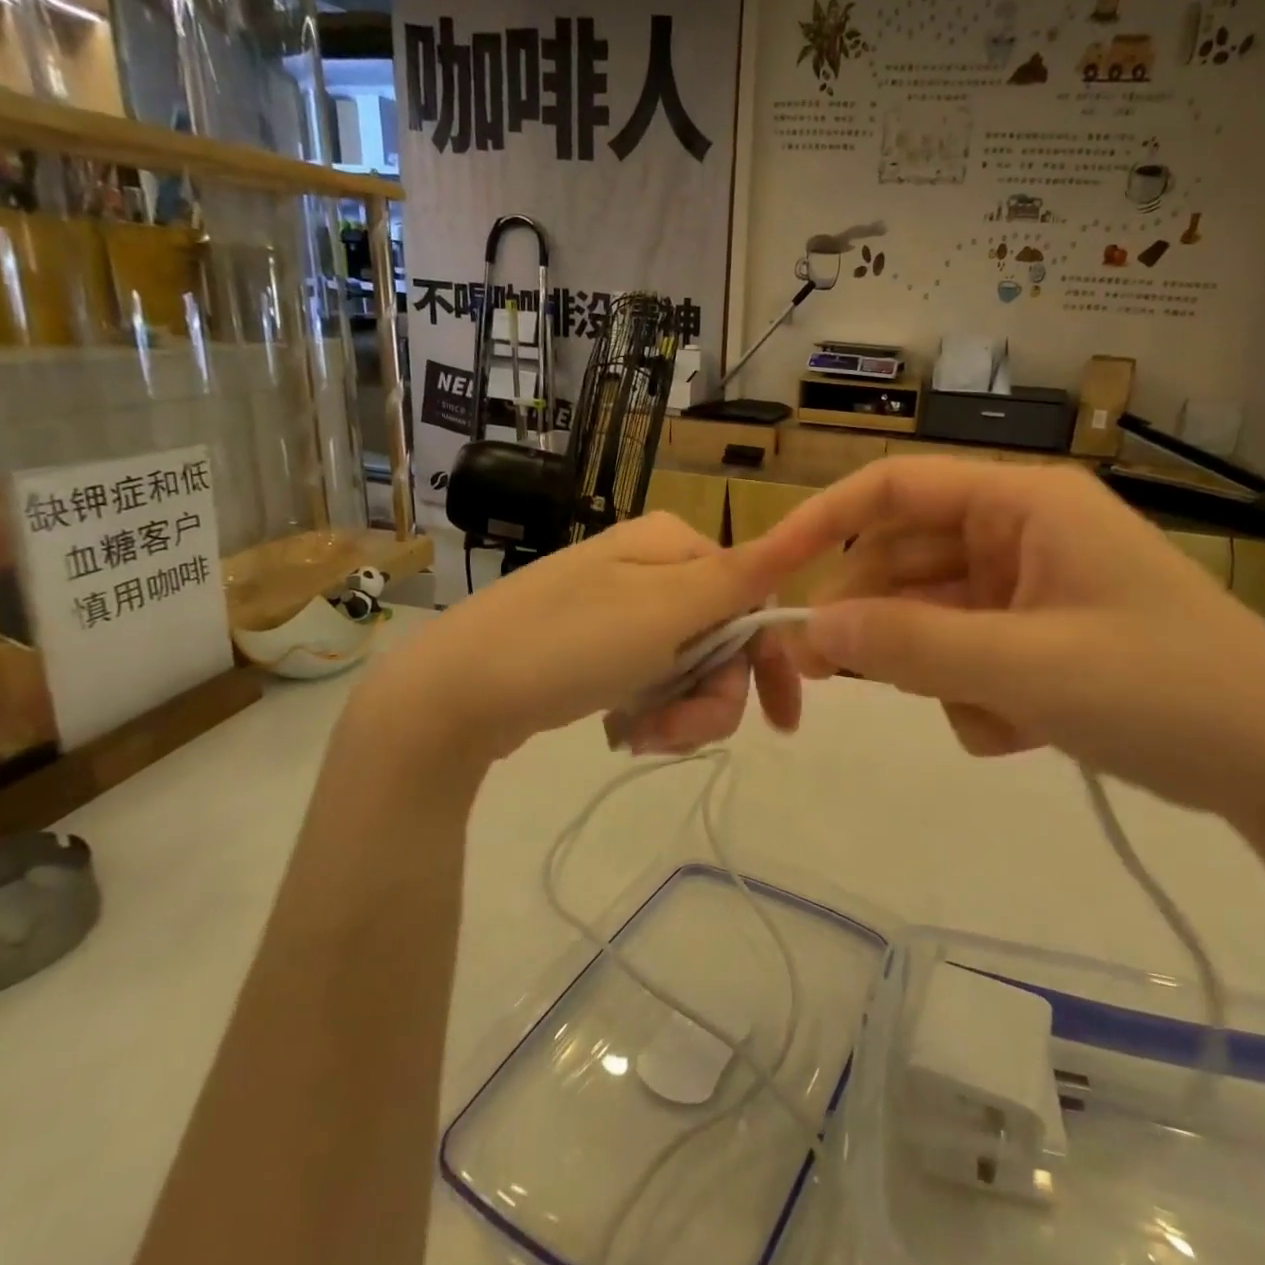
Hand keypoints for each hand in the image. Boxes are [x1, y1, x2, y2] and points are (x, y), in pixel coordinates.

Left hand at [354, 514, 805, 765]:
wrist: (454, 693)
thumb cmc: (569, 644)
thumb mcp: (666, 611)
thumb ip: (743, 575)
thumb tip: (811, 527)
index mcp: (673, 544)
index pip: (754, 597)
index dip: (770, 661)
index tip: (779, 723)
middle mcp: (651, 567)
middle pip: (721, 638)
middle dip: (710, 697)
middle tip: (671, 735)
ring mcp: (620, 607)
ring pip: (689, 667)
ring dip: (678, 712)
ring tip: (638, 736)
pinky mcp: (595, 647)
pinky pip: (650, 679)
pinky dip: (649, 711)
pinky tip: (621, 730)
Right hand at [760, 458, 1264, 820]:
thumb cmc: (1166, 692)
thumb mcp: (1028, 669)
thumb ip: (913, 644)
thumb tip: (812, 627)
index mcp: (1022, 503)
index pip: (894, 487)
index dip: (823, 522)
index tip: (770, 571)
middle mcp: (1019, 532)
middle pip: (904, 559)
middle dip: (875, 619)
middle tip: (825, 674)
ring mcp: (1029, 586)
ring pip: (931, 616)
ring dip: (937, 671)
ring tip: (990, 718)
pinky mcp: (1039, 636)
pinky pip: (967, 654)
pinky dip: (975, 696)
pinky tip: (1025, 733)